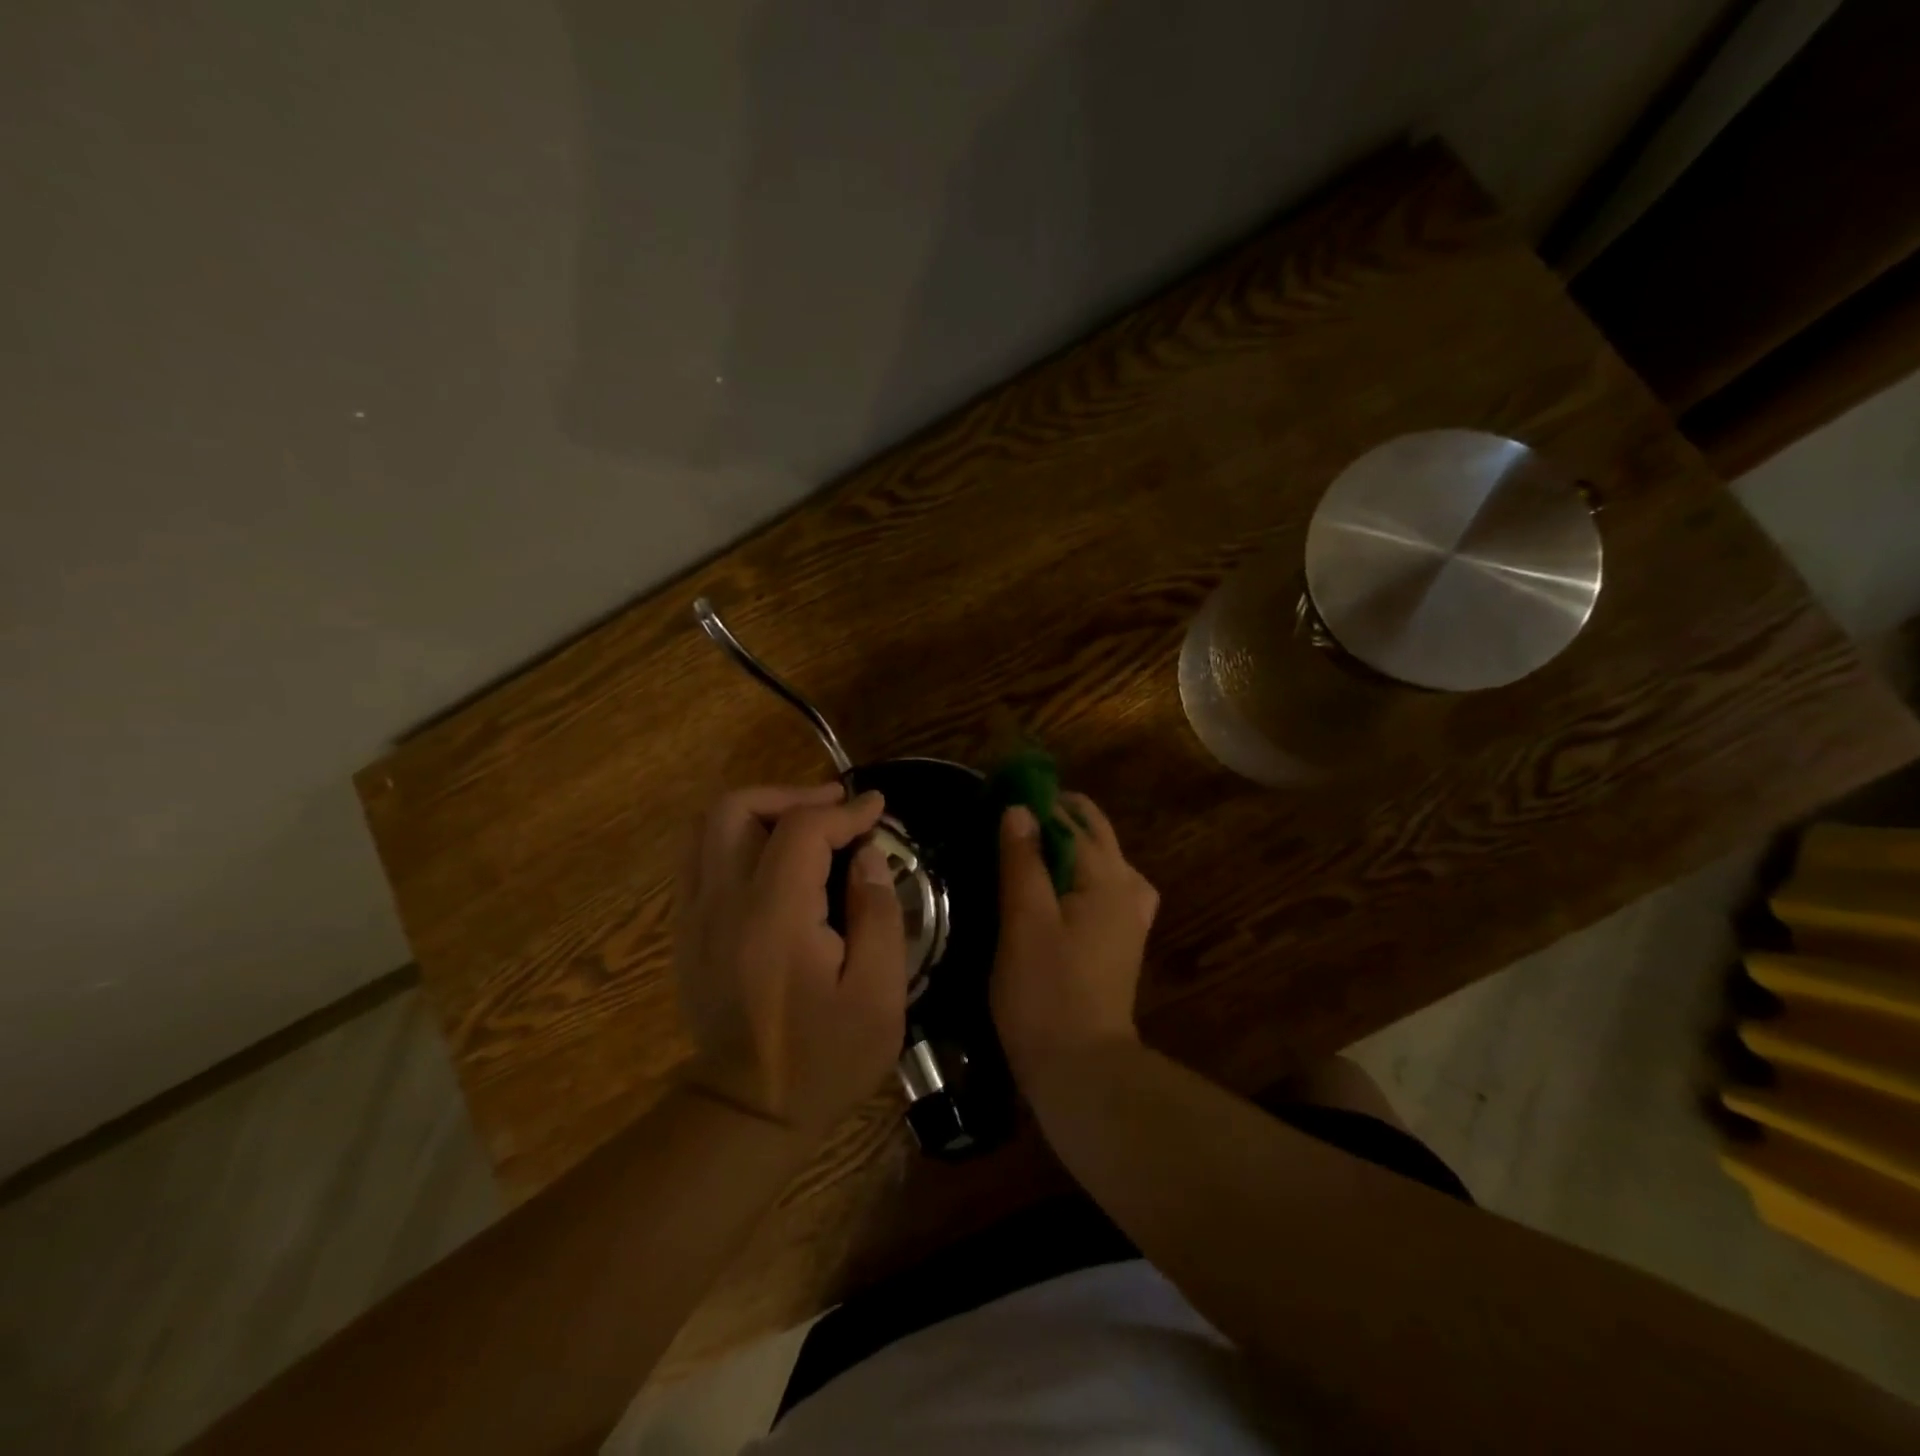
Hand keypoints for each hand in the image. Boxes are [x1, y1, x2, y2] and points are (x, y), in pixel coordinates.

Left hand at [674, 784, 906, 1139]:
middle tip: (835, 805)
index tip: (877, 810)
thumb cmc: (824, 1060)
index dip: (844, 811)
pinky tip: (773, 857)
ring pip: (708, 827)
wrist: (748, 1113)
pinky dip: (737, 838)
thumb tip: (867, 855)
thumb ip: (879, 914)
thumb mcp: (879, 996)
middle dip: (790, 794)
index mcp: (773, 919)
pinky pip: (700, 858)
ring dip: (760, 810)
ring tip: (805, 822)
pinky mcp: (686, 931)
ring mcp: (694, 917)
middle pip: (735, 809)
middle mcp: (722, 905)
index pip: (801, 830)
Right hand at [991, 792, 1158, 1091]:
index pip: (1072, 817)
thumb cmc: (1046, 992)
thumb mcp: (1024, 921)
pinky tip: (1051, 885)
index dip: (1036, 801)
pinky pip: (1102, 884)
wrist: (1082, 1069)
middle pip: (1093, 832)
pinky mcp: (1122, 938)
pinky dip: (1076, 871)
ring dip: (1065, 843)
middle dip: (1054, 817)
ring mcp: (1130, 914)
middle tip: (1008, 818)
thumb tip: (1019, 808)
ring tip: (1024, 846)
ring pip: (1100, 857)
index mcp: (1107, 876)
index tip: (999, 795)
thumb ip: (1023, 860)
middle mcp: (1128, 886)